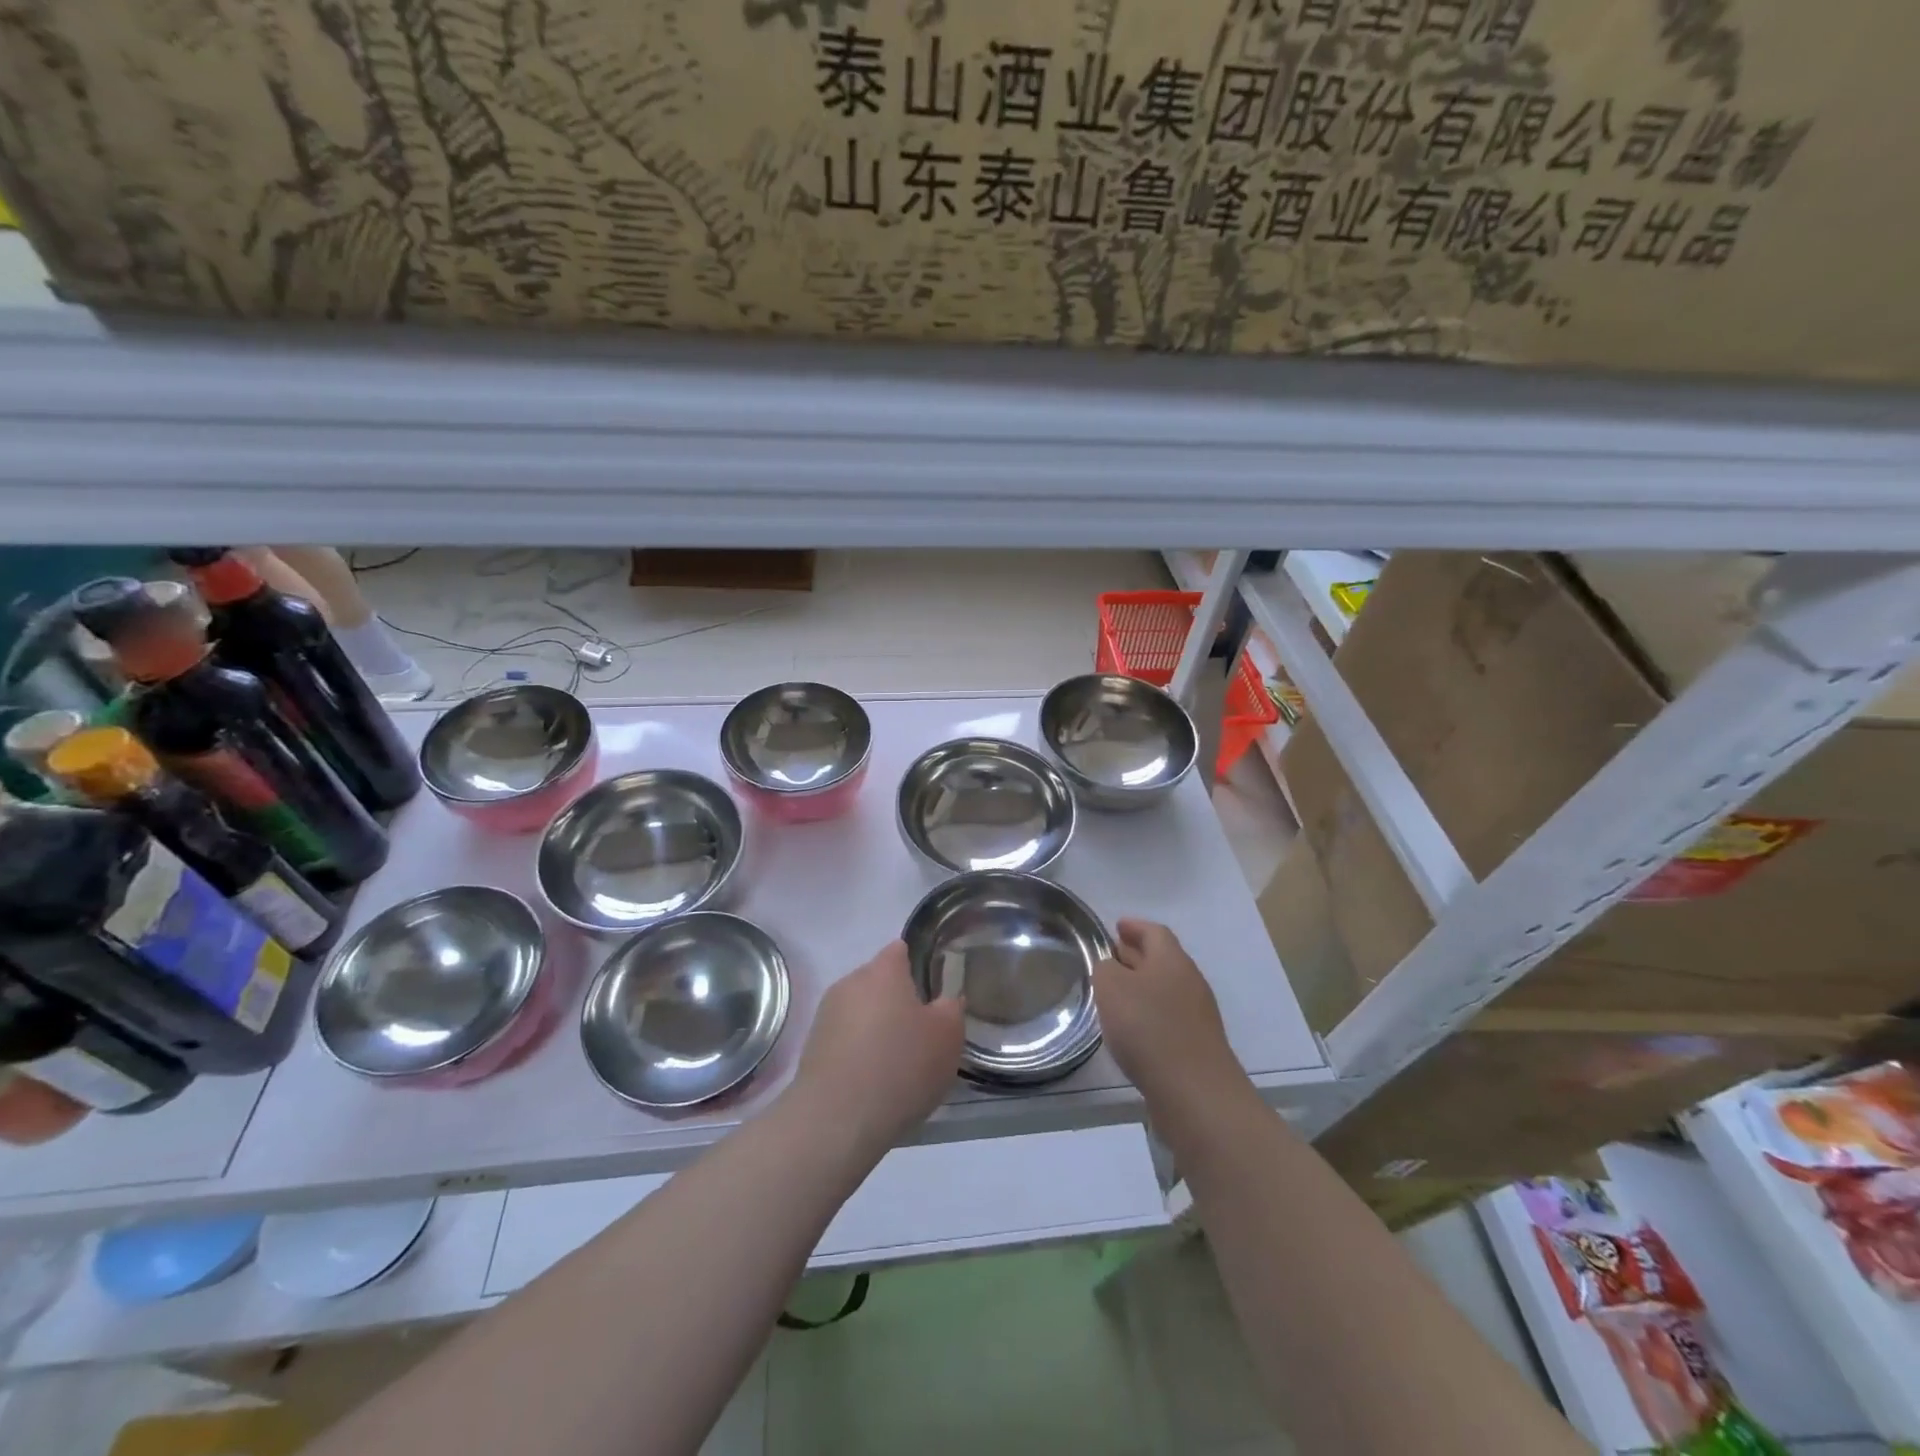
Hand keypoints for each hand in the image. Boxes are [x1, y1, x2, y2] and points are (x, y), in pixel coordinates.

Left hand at [791, 941, 965, 1155]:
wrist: (837, 1119)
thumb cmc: (901, 1066)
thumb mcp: (947, 1037)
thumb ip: (951, 1009)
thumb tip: (945, 1001)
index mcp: (883, 970)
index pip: (900, 951)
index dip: (917, 966)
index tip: (932, 992)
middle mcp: (850, 982)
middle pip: (878, 982)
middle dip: (897, 1001)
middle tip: (920, 1033)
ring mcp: (826, 1015)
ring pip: (860, 1012)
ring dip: (876, 1029)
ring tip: (896, 1064)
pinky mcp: (812, 1049)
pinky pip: (844, 1041)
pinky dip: (858, 1053)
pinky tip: (872, 1083)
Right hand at [1093, 919, 1238, 1106]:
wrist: (1195, 1093)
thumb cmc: (1148, 1028)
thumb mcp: (1111, 987)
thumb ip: (1105, 969)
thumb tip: (1111, 968)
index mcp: (1172, 960)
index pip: (1154, 932)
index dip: (1134, 926)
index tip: (1116, 926)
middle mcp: (1189, 981)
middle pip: (1161, 959)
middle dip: (1135, 955)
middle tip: (1110, 958)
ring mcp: (1197, 1016)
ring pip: (1164, 990)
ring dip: (1141, 988)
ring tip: (1114, 995)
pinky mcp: (1197, 1046)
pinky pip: (1168, 1018)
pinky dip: (1149, 1015)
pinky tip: (1130, 1030)